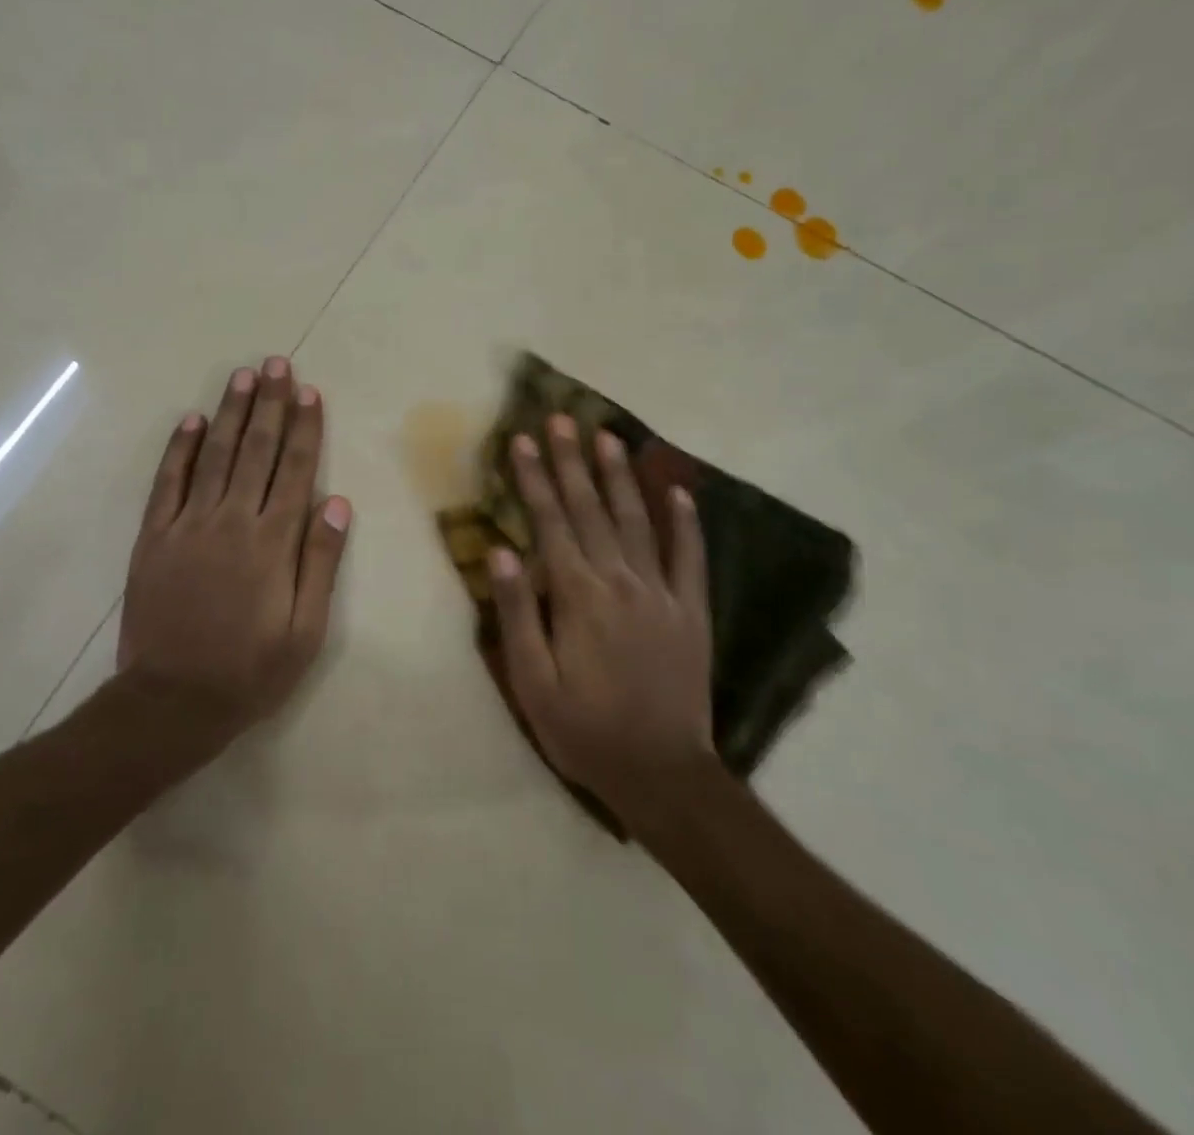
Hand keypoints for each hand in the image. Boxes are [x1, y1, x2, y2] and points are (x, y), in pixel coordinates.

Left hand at [118, 357, 352, 741]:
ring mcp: (188, 525)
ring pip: (215, 455)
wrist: (172, 701)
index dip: (305, 428)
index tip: (310, 392)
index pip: (294, 470)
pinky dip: (181, 448)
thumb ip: (320, 562)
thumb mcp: (305, 629)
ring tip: (243, 376)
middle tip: (277, 364)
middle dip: (270, 404)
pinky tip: (192, 420)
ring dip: (231, 413)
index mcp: (272, 542)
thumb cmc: (250, 670)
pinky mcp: (154, 537)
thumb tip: (336, 502)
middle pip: (256, 450)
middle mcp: (232, 521)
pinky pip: (168, 482)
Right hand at [488, 414, 714, 812]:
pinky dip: (686, 522)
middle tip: (561, 419)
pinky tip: (679, 492)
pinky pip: (690, 557)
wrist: (662, 774)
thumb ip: (517, 614)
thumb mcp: (532, 683)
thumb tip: (501, 552)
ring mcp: (662, 593)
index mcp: (578, 596)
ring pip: (638, 521)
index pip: (550, 523)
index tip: (522, 440)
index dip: (534, 479)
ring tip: (608, 437)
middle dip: (572, 461)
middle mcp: (620, 582)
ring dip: (621, 477)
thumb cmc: (585, 731)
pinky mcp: (692, 612)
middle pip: (591, 510)